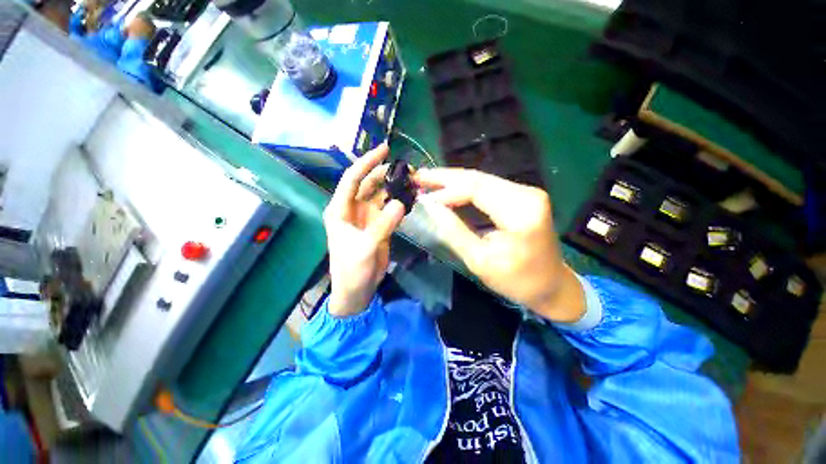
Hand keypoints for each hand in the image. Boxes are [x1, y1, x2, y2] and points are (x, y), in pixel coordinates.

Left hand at [324, 144, 405, 316]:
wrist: (357, 290)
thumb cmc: (352, 269)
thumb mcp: (365, 247)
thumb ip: (383, 225)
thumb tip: (400, 202)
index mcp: (340, 210)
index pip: (352, 179)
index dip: (367, 162)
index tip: (384, 149)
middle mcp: (353, 209)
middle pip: (369, 184)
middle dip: (385, 174)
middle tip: (407, 169)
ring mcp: (367, 217)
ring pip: (381, 195)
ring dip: (395, 188)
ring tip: (412, 181)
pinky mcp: (379, 225)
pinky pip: (390, 208)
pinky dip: (399, 202)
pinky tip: (411, 197)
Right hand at [414, 168, 584, 322]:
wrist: (551, 286)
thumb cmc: (516, 280)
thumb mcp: (480, 261)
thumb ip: (454, 231)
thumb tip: (430, 207)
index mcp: (520, 211)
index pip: (476, 189)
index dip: (445, 190)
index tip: (421, 197)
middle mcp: (527, 194)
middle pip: (478, 178)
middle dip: (445, 177)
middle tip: (418, 176)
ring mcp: (527, 193)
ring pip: (482, 180)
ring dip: (453, 181)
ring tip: (428, 181)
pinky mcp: (523, 197)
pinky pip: (488, 188)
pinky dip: (465, 189)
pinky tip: (448, 189)